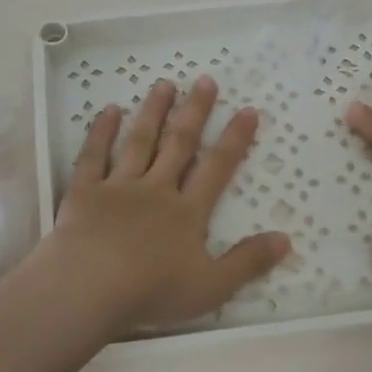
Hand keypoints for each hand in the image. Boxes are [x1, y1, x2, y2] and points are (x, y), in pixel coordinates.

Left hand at [48, 77, 290, 330]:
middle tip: (205, 79)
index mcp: (187, 212)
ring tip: (165, 84)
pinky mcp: (84, 191)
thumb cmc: (152, 291)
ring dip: (153, 111)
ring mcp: (118, 187)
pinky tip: (110, 110)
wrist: (89, 289)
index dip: (234, 139)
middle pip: (179, 144)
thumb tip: (287, 239)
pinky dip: (101, 131)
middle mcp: (156, 189)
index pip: (217, 169)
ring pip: (139, 142)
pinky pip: (94, 155)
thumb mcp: (211, 287)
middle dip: (195, 112)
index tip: (247, 110)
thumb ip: (248, 262)